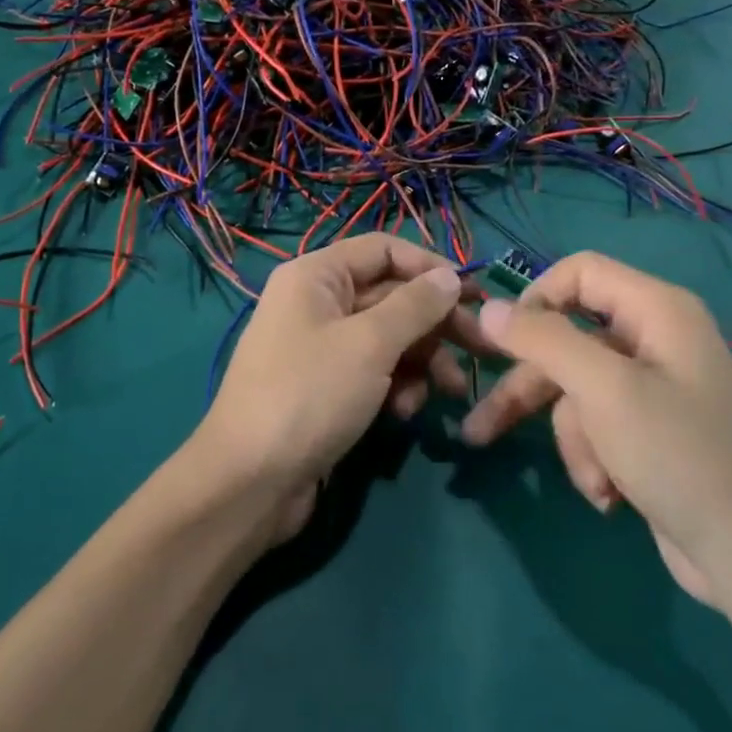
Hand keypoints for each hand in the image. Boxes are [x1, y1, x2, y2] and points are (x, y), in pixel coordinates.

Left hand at [191, 235, 475, 542]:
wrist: (251, 482)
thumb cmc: (310, 395)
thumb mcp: (370, 344)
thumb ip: (415, 306)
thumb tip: (450, 276)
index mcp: (316, 276)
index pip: (384, 249)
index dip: (430, 267)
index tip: (473, 294)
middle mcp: (316, 303)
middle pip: (390, 296)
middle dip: (435, 323)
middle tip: (481, 348)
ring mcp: (320, 348)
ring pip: (387, 338)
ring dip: (421, 361)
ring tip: (449, 392)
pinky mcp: (326, 388)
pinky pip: (372, 371)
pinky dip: (395, 386)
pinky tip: (405, 413)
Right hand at [462, 252, 731, 605]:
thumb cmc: (679, 455)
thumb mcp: (603, 390)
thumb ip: (542, 340)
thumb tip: (488, 308)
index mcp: (656, 309)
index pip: (579, 272)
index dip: (536, 298)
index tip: (503, 340)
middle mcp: (654, 338)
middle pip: (567, 340)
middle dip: (530, 389)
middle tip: (479, 427)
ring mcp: (652, 387)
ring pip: (576, 391)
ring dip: (574, 439)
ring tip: (593, 485)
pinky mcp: (649, 431)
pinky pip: (597, 425)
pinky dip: (594, 458)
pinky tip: (610, 496)